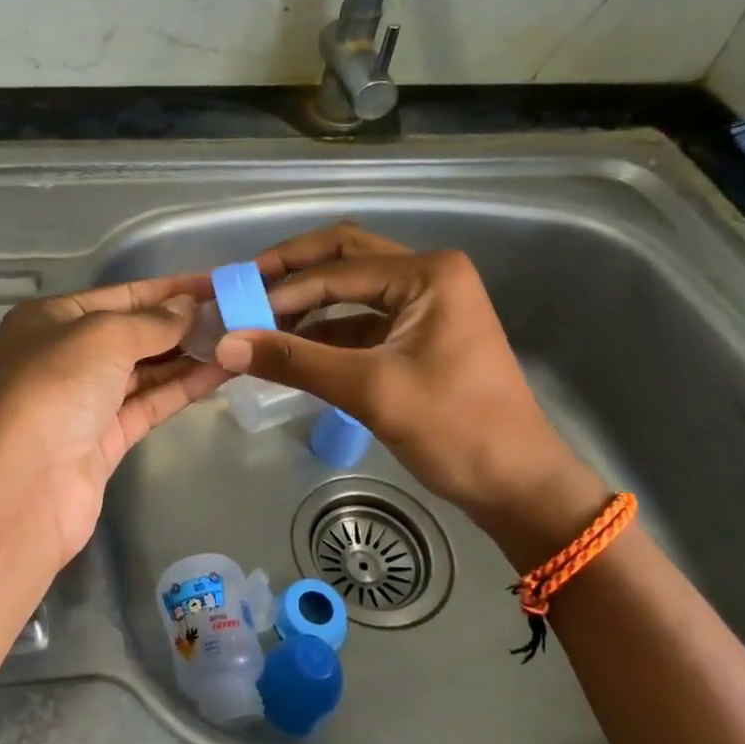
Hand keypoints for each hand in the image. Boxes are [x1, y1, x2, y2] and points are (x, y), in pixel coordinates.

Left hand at [0, 274, 231, 564]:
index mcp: (52, 319)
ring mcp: (85, 401)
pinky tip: (222, 371)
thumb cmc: (56, 387)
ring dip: (188, 356)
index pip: (120, 295)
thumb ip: (152, 322)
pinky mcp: (105, 440)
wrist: (23, 483)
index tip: (216, 284)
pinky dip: (183, 388)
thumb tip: (188, 308)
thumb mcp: (103, 336)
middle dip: (181, 324)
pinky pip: (149, 404)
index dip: (169, 290)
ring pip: (145, 371)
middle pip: (133, 333)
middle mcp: (65, 356)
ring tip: (238, 339)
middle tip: (236, 313)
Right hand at [218, 223, 608, 568]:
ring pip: (350, 288)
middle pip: (344, 258)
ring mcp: (425, 304)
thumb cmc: (456, 429)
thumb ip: (295, 362)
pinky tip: (290, 347)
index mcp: (428, 273)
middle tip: (244, 288)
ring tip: (258, 322)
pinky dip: (325, 330)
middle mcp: (428, 275)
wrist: (518, 486)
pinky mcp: (417, 334)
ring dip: (306, 302)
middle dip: (293, 272)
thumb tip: (226, 344)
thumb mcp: (370, 391)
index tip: (234, 310)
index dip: (283, 289)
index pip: (337, 270)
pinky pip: (360, 319)